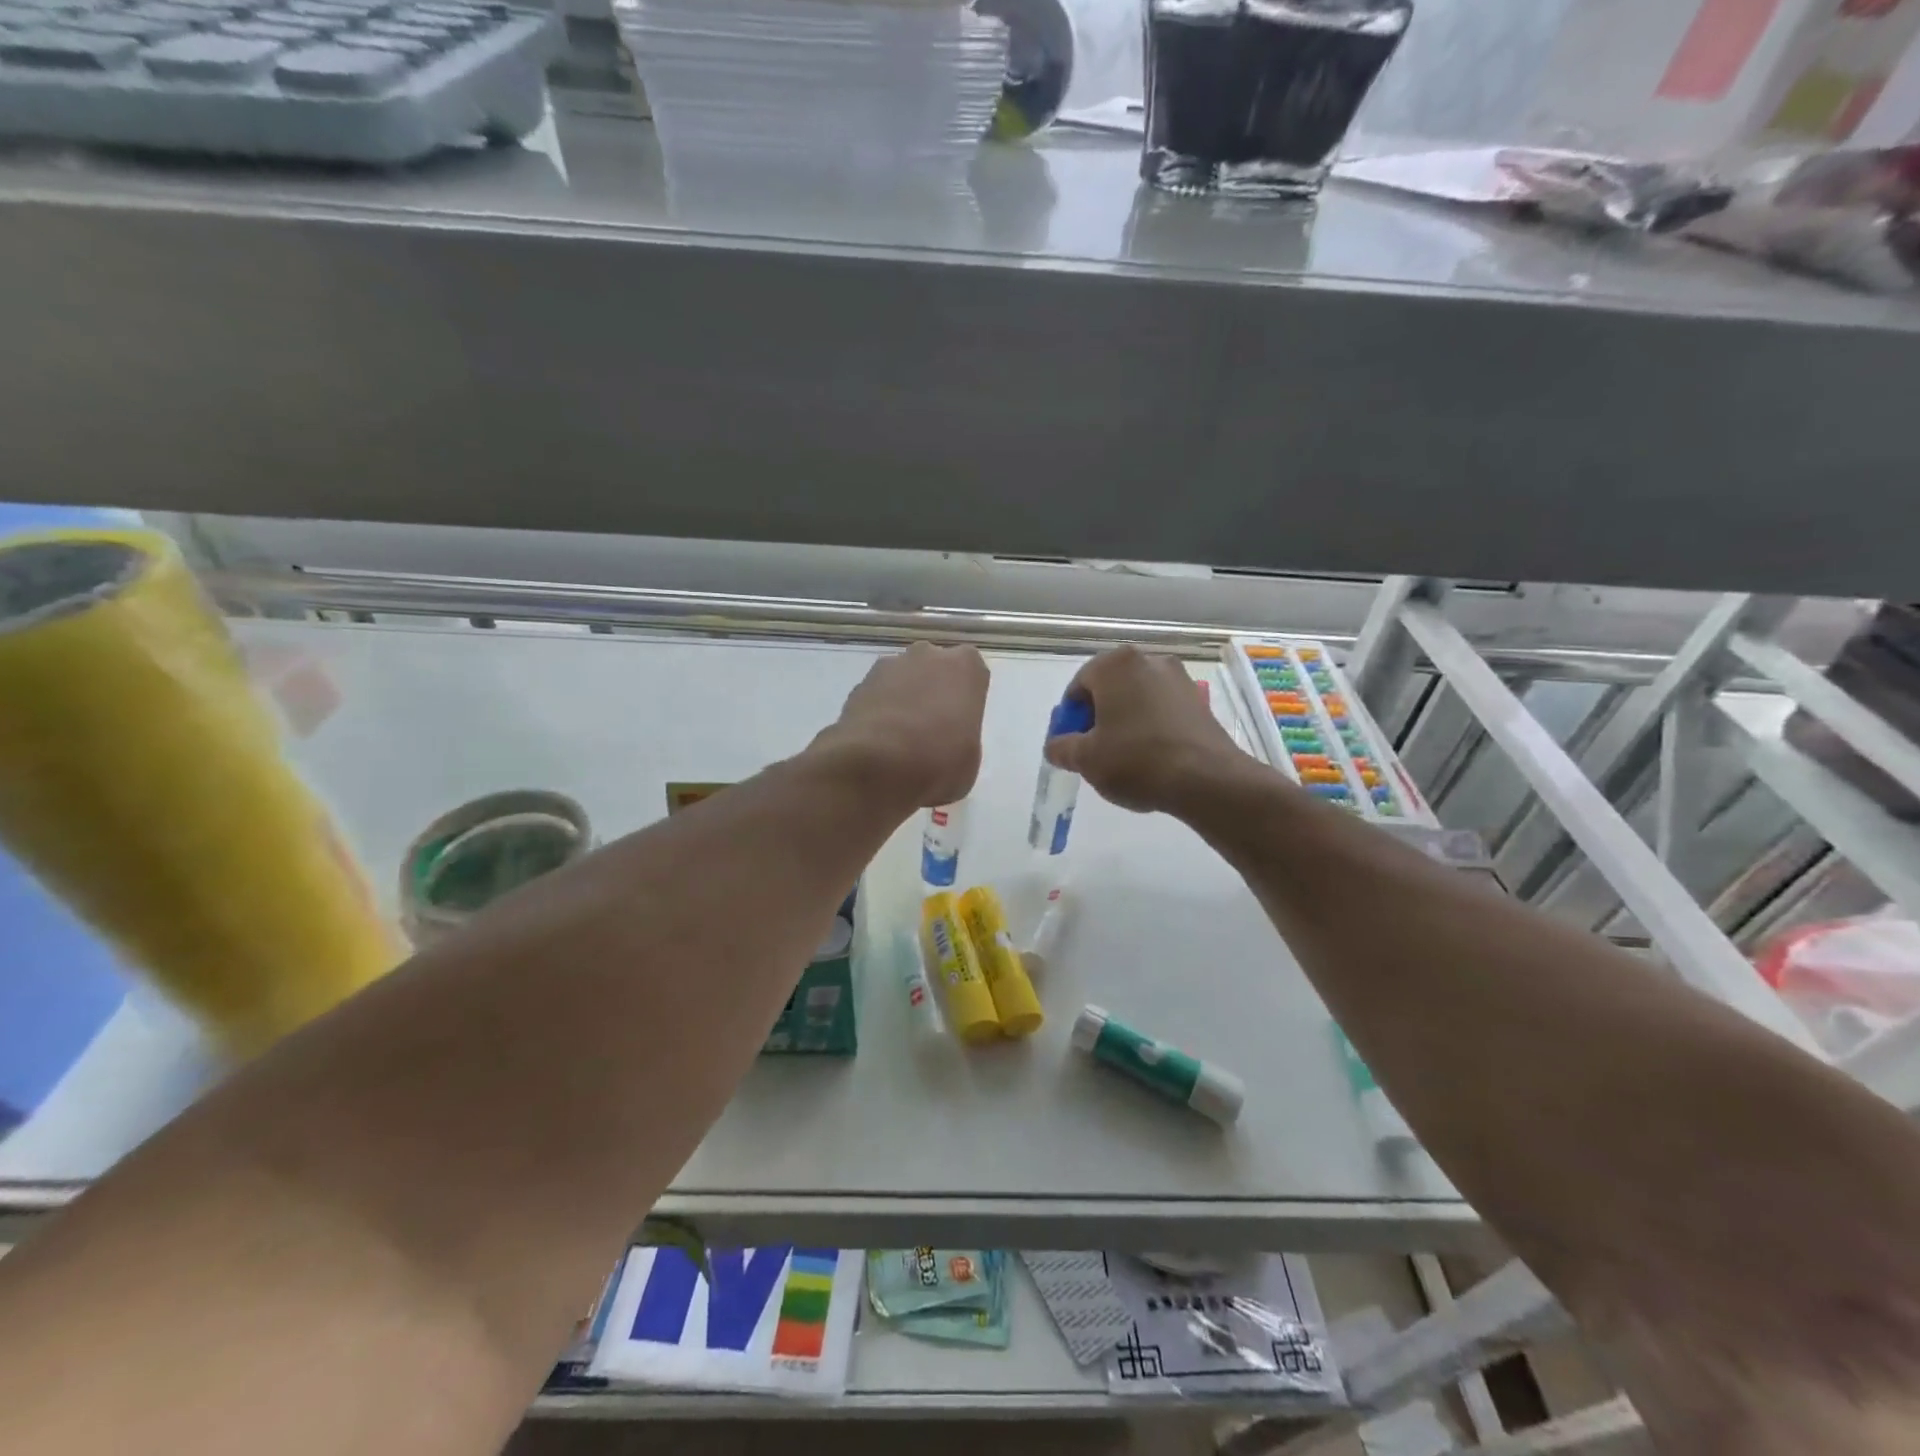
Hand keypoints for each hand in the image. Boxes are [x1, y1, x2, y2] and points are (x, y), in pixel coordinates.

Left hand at [818, 643, 988, 808]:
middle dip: (932, 690)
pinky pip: (877, 695)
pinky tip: (878, 742)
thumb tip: (947, 740)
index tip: (960, 722)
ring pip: (902, 678)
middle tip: (931, 728)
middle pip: (933, 667)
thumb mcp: (970, 758)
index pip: (971, 671)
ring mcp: (889, 666)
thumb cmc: (939, 761)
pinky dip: (879, 712)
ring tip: (899, 739)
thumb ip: (961, 735)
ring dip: (902, 699)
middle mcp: (927, 655)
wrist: (877, 766)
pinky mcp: (858, 685)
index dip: (964, 697)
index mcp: (965, 667)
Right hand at [1045, 647, 1246, 814]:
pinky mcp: (1198, 700)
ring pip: (1137, 699)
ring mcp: (1178, 678)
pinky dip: (1150, 727)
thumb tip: (1056, 745)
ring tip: (1125, 757)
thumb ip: (1062, 747)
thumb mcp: (1086, 759)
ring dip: (1125, 722)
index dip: (1071, 719)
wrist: (1207, 779)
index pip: (1078, 687)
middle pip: (1109, 689)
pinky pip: (1161, 709)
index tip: (1073, 746)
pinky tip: (1152, 757)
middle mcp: (1148, 660)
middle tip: (1096, 752)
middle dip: (1098, 718)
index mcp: (1115, 665)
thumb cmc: (1136, 761)